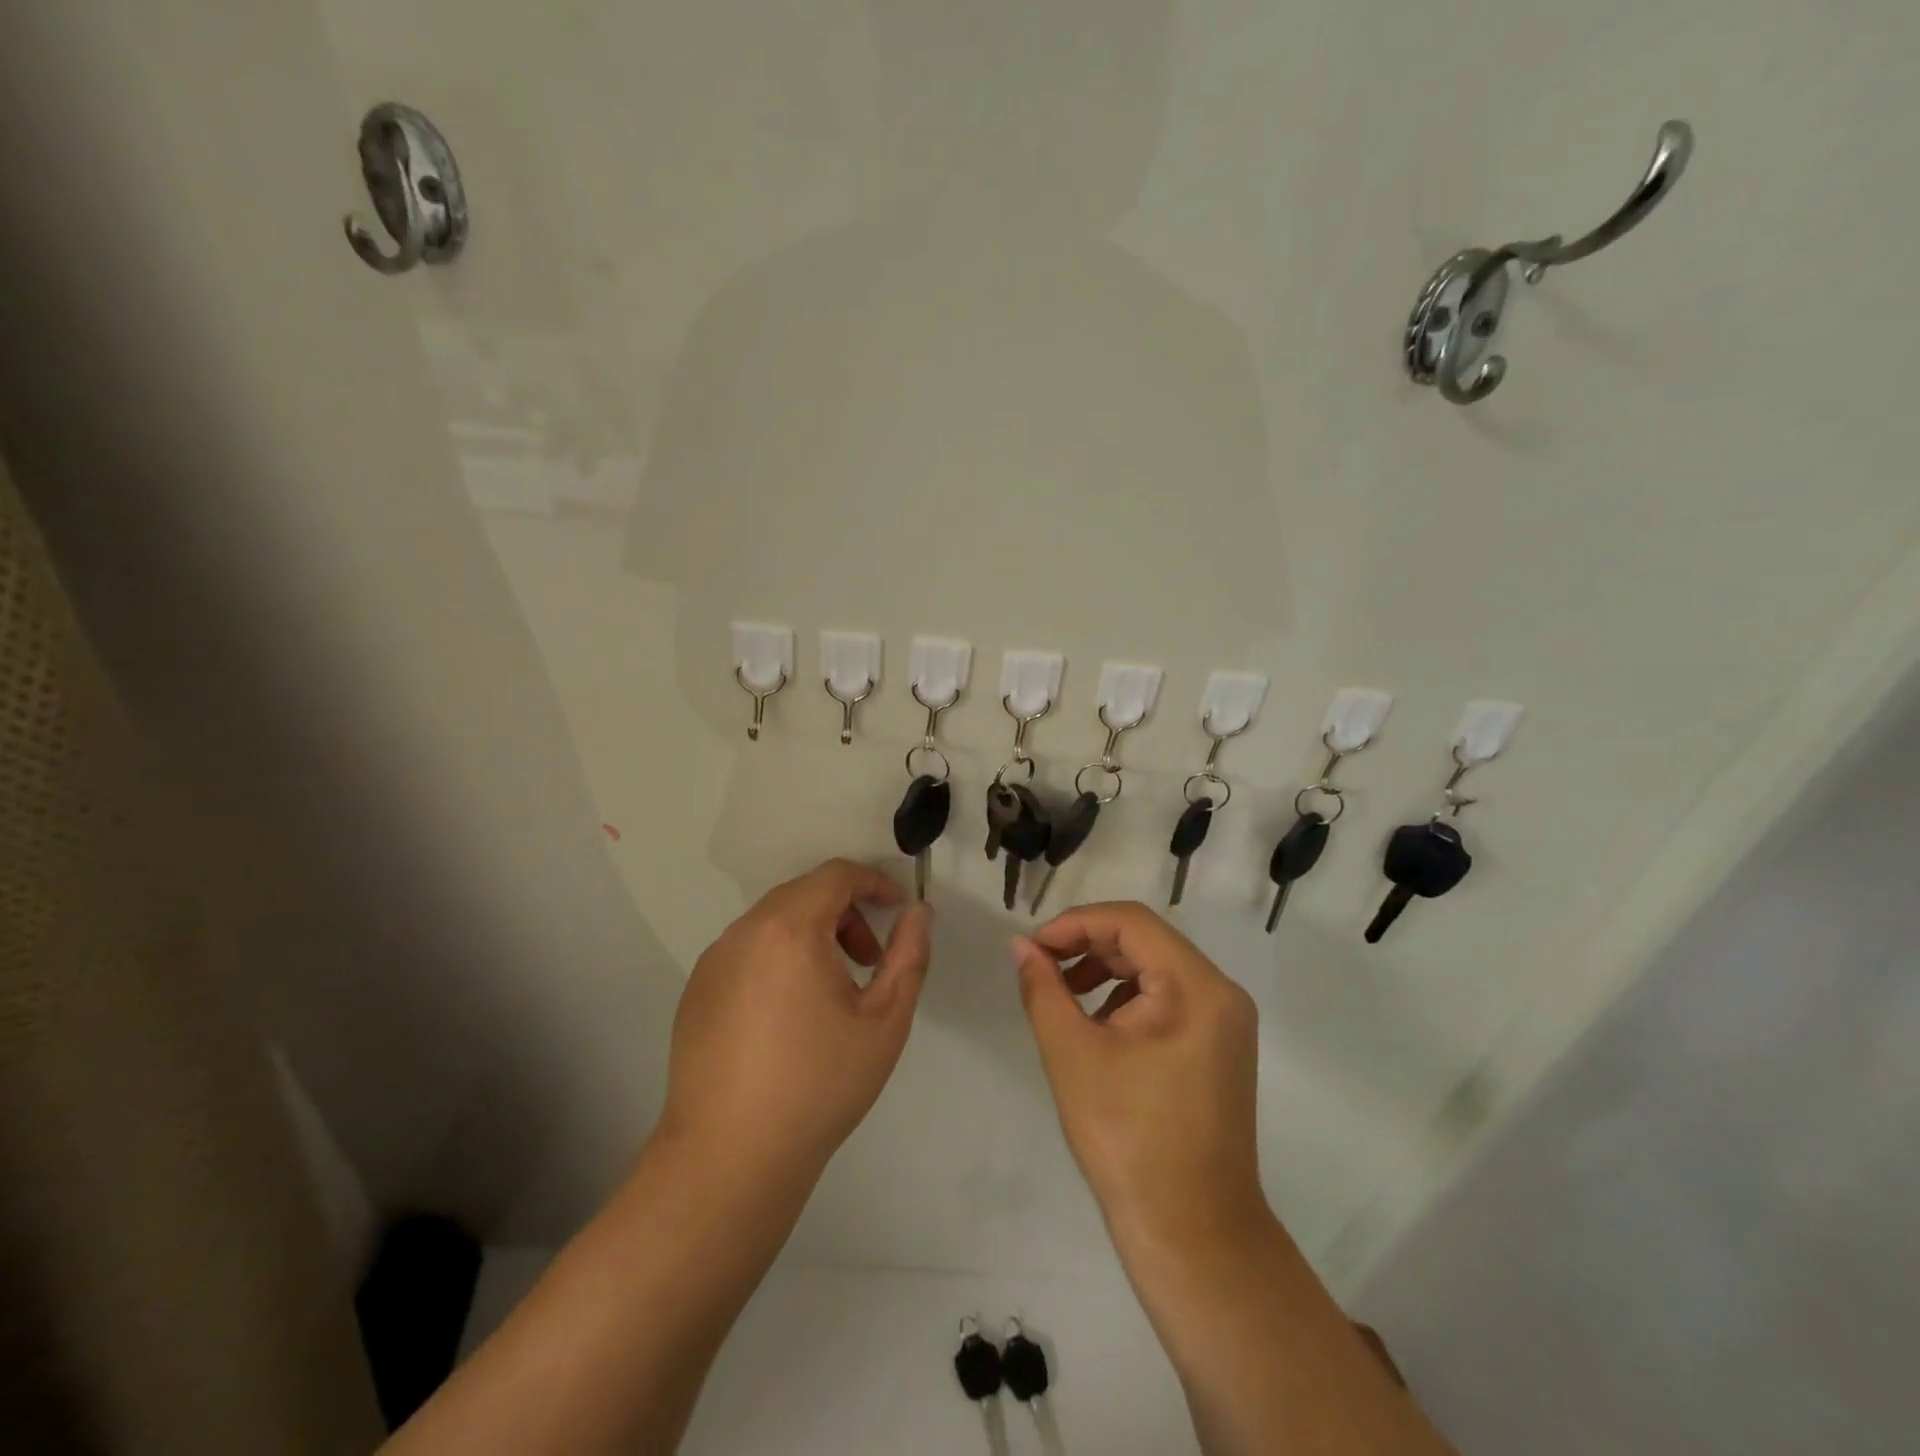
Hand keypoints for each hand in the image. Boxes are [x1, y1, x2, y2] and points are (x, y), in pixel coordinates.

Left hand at [661, 859, 931, 1183]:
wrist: (729, 1158)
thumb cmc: (819, 1085)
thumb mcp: (884, 1021)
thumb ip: (909, 956)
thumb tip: (918, 914)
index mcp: (790, 929)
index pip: (835, 875)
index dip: (873, 882)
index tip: (898, 910)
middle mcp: (744, 932)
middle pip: (803, 894)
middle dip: (845, 913)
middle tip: (869, 960)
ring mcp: (713, 961)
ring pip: (772, 922)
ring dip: (811, 935)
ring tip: (832, 992)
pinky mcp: (696, 991)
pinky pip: (747, 951)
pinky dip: (778, 958)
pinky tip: (789, 1015)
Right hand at [1012, 903, 1267, 1248]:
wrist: (1192, 1235)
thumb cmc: (1129, 1140)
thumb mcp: (1072, 1055)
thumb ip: (1043, 989)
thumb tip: (1021, 945)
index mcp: (1197, 987)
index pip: (1131, 922)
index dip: (1075, 923)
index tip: (1033, 947)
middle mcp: (1221, 993)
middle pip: (1145, 941)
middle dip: (1087, 946)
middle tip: (1040, 968)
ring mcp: (1225, 1022)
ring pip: (1155, 968)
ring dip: (1104, 970)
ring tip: (1063, 998)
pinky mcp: (1218, 1046)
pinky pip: (1168, 998)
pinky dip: (1126, 998)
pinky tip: (1096, 1026)